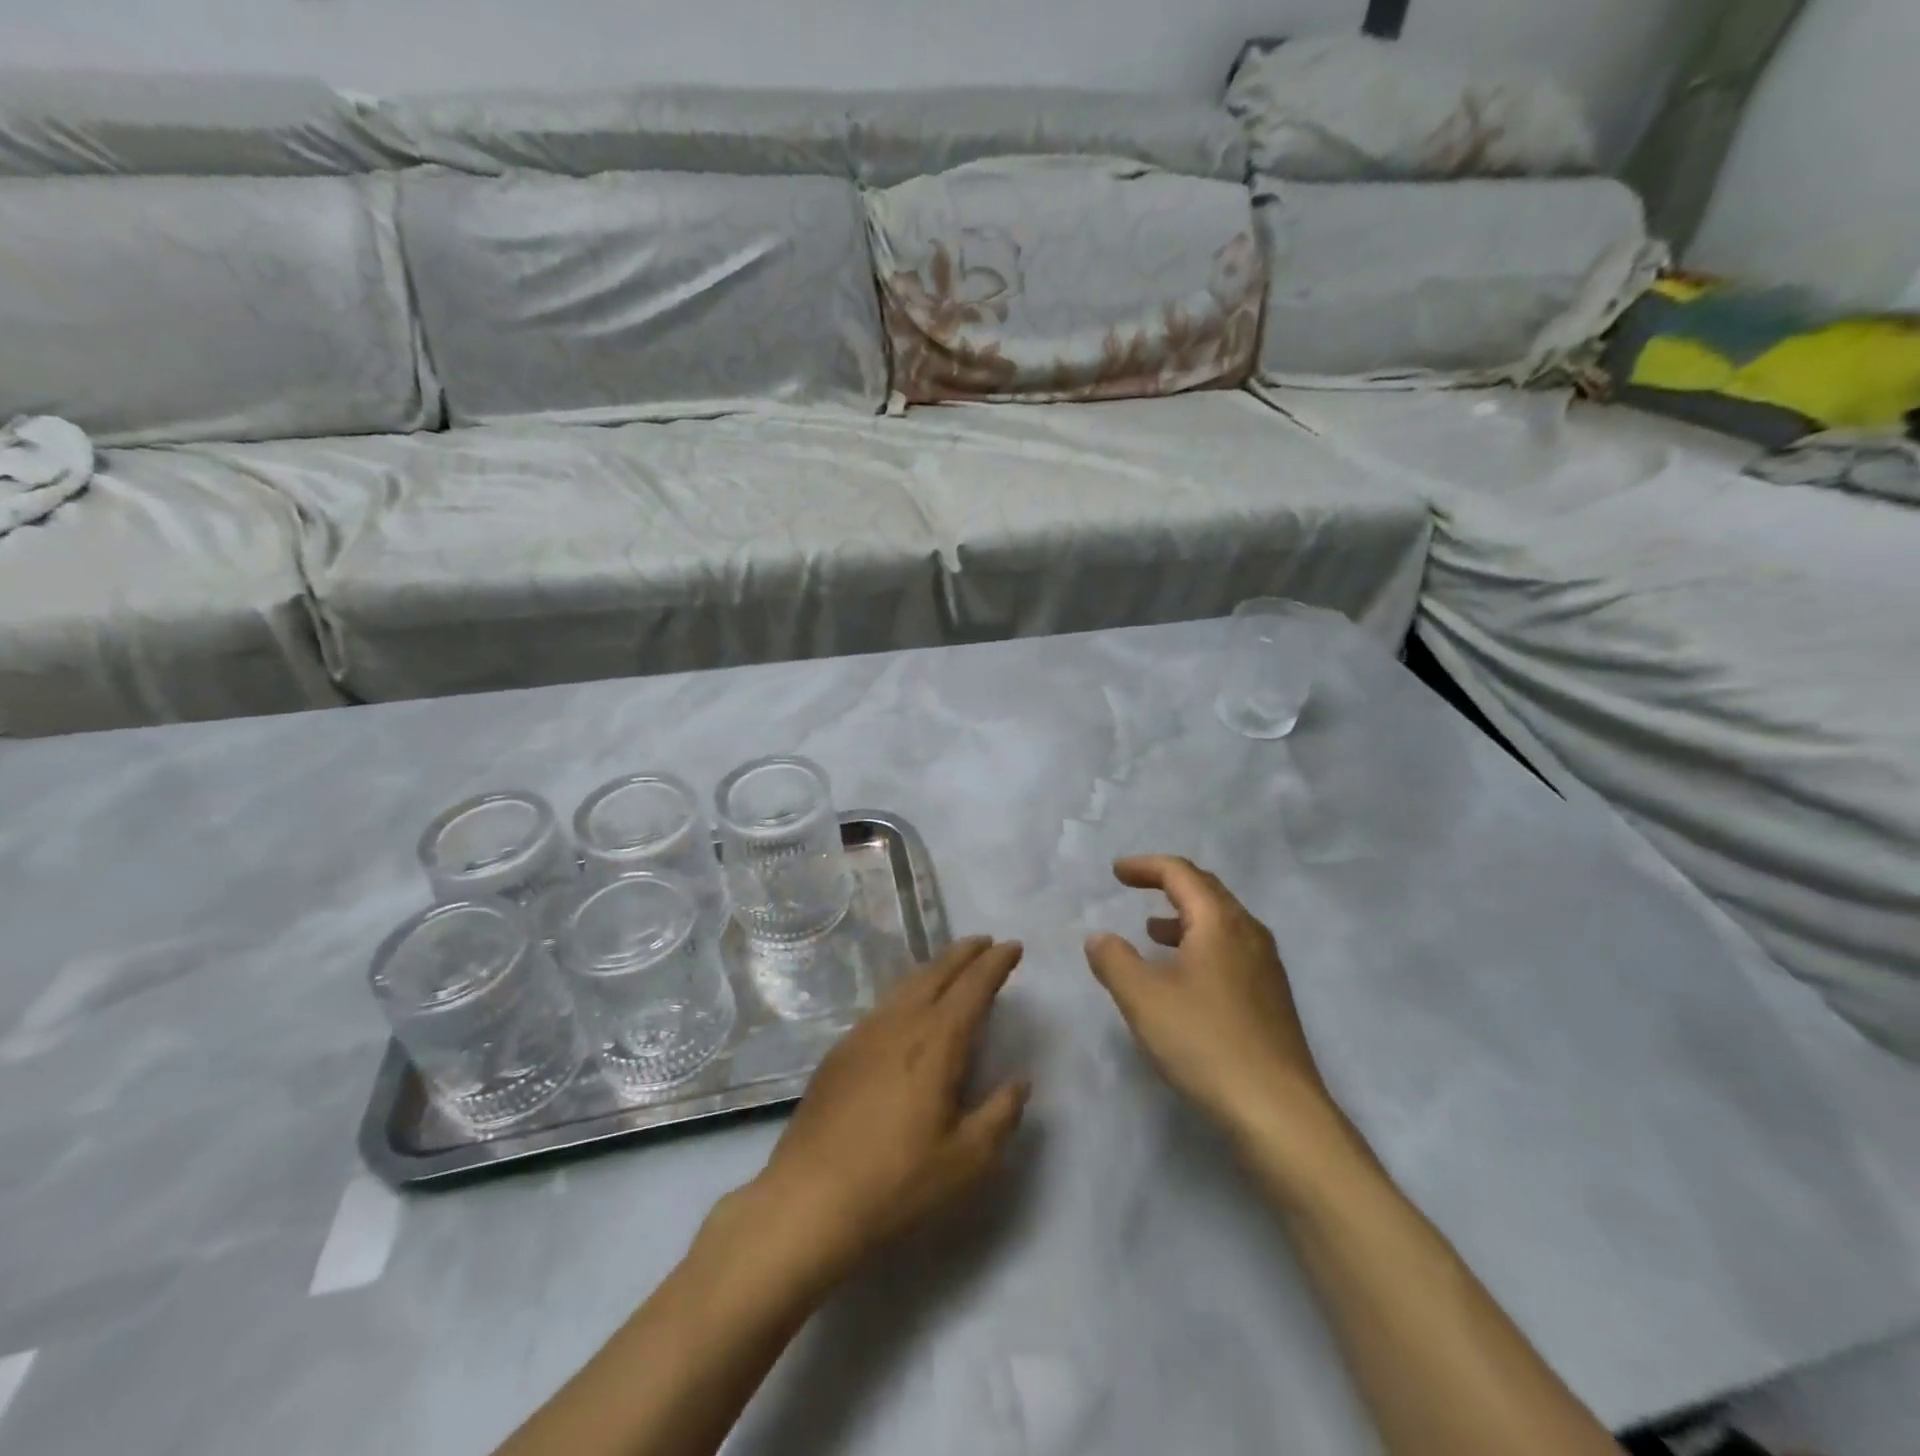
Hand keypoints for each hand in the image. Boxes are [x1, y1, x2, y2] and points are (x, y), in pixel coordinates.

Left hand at [744, 937, 1029, 1284]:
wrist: (809, 1202)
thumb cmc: (897, 1184)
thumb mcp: (967, 1161)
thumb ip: (1001, 1116)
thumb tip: (1020, 1082)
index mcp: (936, 1042)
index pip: (973, 987)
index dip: (995, 963)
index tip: (1013, 947)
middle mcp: (900, 1024)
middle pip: (936, 973)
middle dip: (964, 953)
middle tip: (985, 943)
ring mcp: (864, 1034)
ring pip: (906, 985)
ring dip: (935, 968)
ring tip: (952, 965)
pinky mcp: (840, 1052)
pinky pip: (884, 1004)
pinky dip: (908, 990)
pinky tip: (908, 1007)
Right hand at [1085, 856, 1333, 1137]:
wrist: (1279, 1112)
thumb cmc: (1206, 1043)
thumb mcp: (1143, 998)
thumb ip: (1114, 960)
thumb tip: (1098, 937)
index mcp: (1220, 922)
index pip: (1181, 873)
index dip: (1145, 866)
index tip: (1116, 872)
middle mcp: (1249, 933)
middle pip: (1206, 890)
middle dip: (1167, 884)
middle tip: (1135, 887)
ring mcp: (1266, 966)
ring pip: (1221, 922)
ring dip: (1184, 917)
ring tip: (1152, 931)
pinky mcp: (1271, 997)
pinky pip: (1230, 949)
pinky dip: (1200, 944)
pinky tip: (1184, 975)